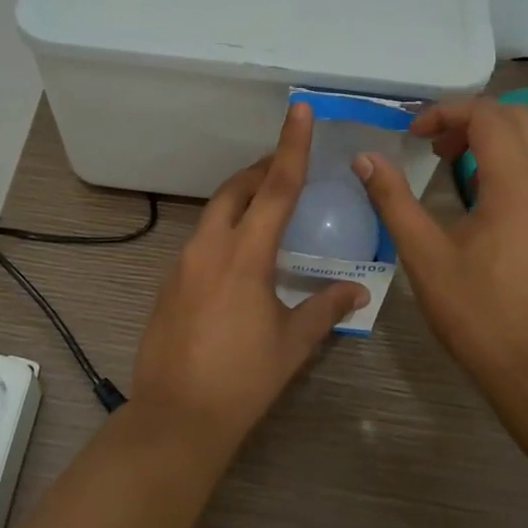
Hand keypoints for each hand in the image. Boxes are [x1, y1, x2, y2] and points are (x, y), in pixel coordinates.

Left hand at [132, 102, 369, 451]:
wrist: (176, 417)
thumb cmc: (243, 380)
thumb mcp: (292, 343)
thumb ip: (326, 307)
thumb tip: (359, 290)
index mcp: (245, 254)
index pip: (275, 187)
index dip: (290, 146)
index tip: (297, 109)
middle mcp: (209, 247)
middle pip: (236, 190)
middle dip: (261, 172)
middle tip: (288, 170)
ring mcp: (183, 263)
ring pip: (214, 213)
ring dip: (241, 202)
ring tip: (270, 214)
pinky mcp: (169, 282)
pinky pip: (201, 240)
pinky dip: (224, 232)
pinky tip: (241, 261)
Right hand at [353, 96, 527, 399]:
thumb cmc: (478, 314)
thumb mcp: (425, 256)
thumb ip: (394, 200)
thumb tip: (365, 158)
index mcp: (517, 186)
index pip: (488, 116)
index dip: (446, 112)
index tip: (412, 135)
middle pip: (519, 117)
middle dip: (472, 117)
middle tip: (434, 145)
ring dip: (496, 135)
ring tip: (456, 161)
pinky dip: (515, 157)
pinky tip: (484, 192)